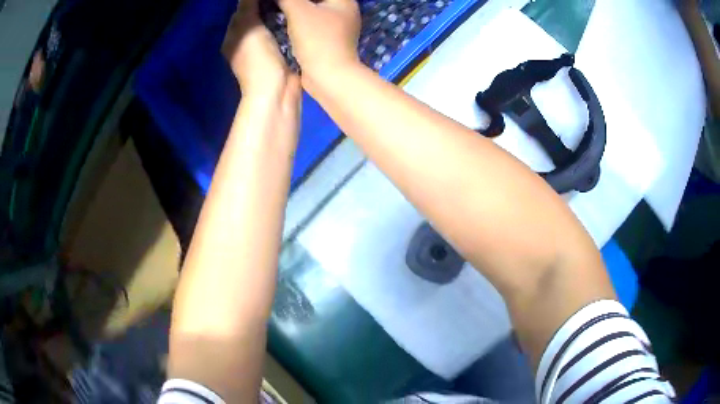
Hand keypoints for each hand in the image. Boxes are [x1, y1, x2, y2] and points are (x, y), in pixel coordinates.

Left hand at [222, 0, 298, 100]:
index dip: (255, 0)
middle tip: (285, 0)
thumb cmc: (258, 58)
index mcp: (234, 36)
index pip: (242, 9)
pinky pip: (284, 32)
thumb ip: (247, 6)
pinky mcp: (281, 52)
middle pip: (259, 15)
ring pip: (273, 22)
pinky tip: (299, 17)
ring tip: (293, 4)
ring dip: (282, 14)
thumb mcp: (248, 27)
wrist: (276, 90)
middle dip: (271, 6)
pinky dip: (290, 25)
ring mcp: (264, 47)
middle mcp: (247, 40)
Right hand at [278, 0, 360, 82]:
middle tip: (279, 4)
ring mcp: (340, 26)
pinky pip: (314, 22)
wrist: (329, 77)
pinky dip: (302, 20)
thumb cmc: (317, 39)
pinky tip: (287, 21)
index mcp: (344, 0)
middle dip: (298, 2)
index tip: (284, 1)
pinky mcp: (331, 39)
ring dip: (299, 8)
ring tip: (280, 8)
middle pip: (318, 0)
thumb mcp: (298, 12)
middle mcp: (345, 11)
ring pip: (316, 10)